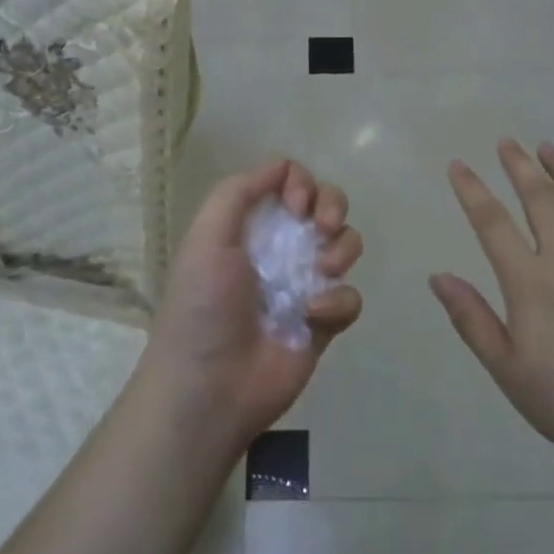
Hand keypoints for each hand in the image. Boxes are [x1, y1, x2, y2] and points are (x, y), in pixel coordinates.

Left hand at [143, 158, 362, 453]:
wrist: (210, 387)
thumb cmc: (203, 306)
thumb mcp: (207, 237)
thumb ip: (238, 192)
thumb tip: (282, 165)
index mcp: (250, 225)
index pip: (290, 182)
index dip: (301, 183)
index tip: (295, 205)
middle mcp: (280, 247)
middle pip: (326, 204)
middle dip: (333, 205)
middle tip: (321, 228)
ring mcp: (305, 284)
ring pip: (346, 244)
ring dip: (341, 249)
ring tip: (321, 273)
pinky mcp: (324, 322)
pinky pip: (350, 296)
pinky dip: (338, 302)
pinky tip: (313, 316)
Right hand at [430, 140, 553, 483]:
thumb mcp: (509, 372)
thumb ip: (472, 320)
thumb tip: (438, 276)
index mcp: (532, 283)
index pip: (492, 223)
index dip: (472, 190)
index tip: (458, 166)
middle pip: (542, 198)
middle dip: (520, 165)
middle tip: (507, 142)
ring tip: (549, 148)